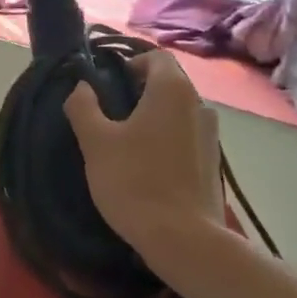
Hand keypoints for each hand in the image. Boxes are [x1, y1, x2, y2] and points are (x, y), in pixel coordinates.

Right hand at [64, 50, 222, 253]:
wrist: (185, 241)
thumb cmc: (135, 181)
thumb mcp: (95, 142)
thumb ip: (83, 106)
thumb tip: (82, 87)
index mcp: (172, 90)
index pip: (155, 57)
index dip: (130, 64)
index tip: (108, 86)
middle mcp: (199, 105)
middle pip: (168, 82)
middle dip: (139, 91)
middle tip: (110, 113)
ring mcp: (212, 136)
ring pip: (178, 111)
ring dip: (154, 116)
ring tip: (127, 141)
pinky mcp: (214, 164)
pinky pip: (187, 136)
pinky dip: (167, 139)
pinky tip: (147, 165)